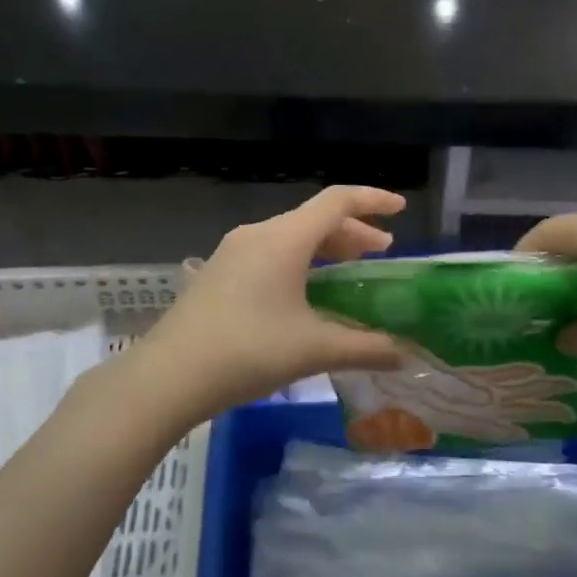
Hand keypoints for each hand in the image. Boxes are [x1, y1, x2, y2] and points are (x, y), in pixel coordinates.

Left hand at [125, 186, 408, 424]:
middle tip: (381, 252)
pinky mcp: (219, 273)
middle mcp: (258, 235)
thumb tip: (407, 355)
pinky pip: (270, 253)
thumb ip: (366, 348)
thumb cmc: (248, 351)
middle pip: (315, 219)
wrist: (168, 375)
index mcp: (284, 239)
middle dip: (352, 232)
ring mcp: (233, 252)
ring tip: (349, 270)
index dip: (373, 200)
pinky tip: (305, 293)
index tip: (401, 209)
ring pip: (291, 237)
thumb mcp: (313, 349)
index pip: (337, 201)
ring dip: (325, 248)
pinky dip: (299, 262)